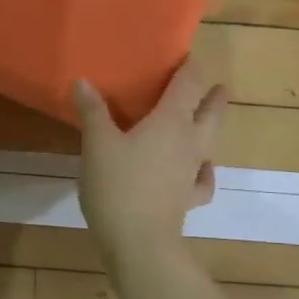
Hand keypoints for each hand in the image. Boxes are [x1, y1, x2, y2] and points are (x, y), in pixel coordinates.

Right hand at [72, 62, 226, 268]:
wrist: (139, 241)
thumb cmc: (117, 185)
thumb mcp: (96, 144)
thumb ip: (92, 111)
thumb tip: (83, 82)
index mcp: (170, 121)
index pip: (188, 85)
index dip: (190, 68)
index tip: (188, 57)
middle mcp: (190, 141)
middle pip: (209, 112)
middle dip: (212, 96)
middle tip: (216, 87)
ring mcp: (192, 172)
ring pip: (210, 142)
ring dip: (209, 128)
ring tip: (204, 121)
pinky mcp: (188, 199)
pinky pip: (203, 180)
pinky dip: (203, 171)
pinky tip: (199, 170)